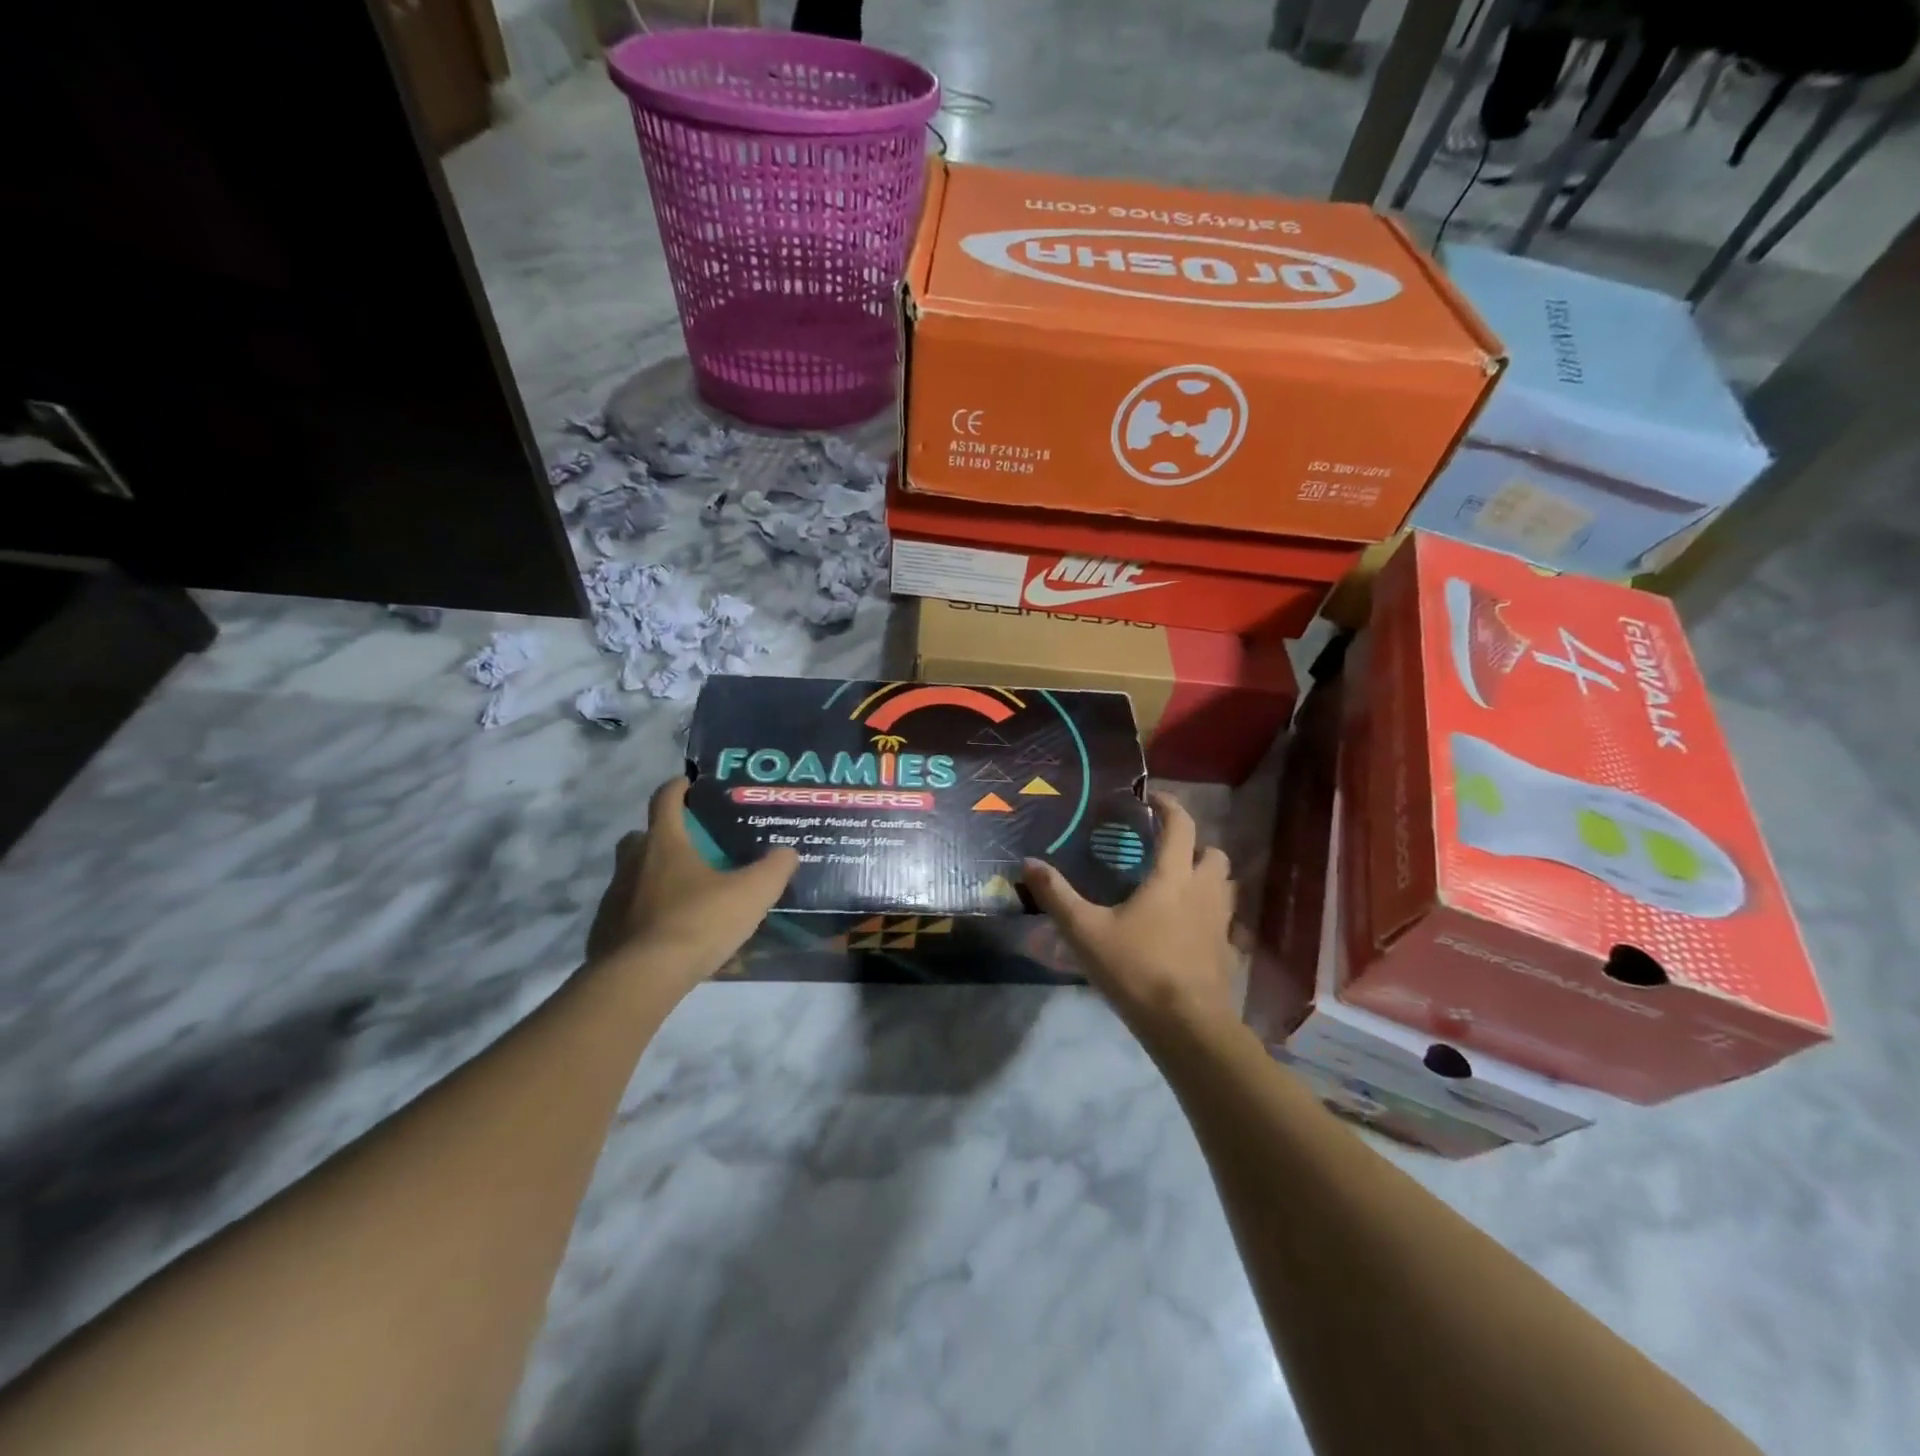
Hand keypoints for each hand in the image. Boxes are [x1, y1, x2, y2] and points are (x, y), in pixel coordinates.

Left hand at [587, 777, 797, 990]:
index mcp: (664, 843)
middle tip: (690, 846)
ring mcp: (613, 897)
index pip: (666, 799)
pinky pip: (626, 911)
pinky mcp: (604, 931)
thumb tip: (787, 852)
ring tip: (684, 894)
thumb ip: (774, 868)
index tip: (689, 784)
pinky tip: (667, 930)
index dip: (678, 787)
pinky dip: (644, 913)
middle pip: (640, 836)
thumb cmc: (698, 922)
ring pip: (632, 875)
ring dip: (652, 876)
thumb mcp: (752, 893)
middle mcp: (633, 862)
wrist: (642, 979)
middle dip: (661, 835)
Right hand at [1023, 792, 1237, 1033]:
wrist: (1187, 1026)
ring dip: (1206, 878)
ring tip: (1177, 887)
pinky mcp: (1228, 953)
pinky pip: (1225, 922)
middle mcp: (1204, 892)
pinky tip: (1187, 931)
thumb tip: (1028, 863)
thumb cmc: (1136, 969)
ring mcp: (1221, 924)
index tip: (1151, 798)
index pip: (1181, 825)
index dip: (1169, 805)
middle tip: (1164, 853)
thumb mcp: (1085, 931)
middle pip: (1214, 853)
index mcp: (1173, 877)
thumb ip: (1056, 895)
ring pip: (1224, 886)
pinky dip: (1210, 915)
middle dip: (1194, 845)